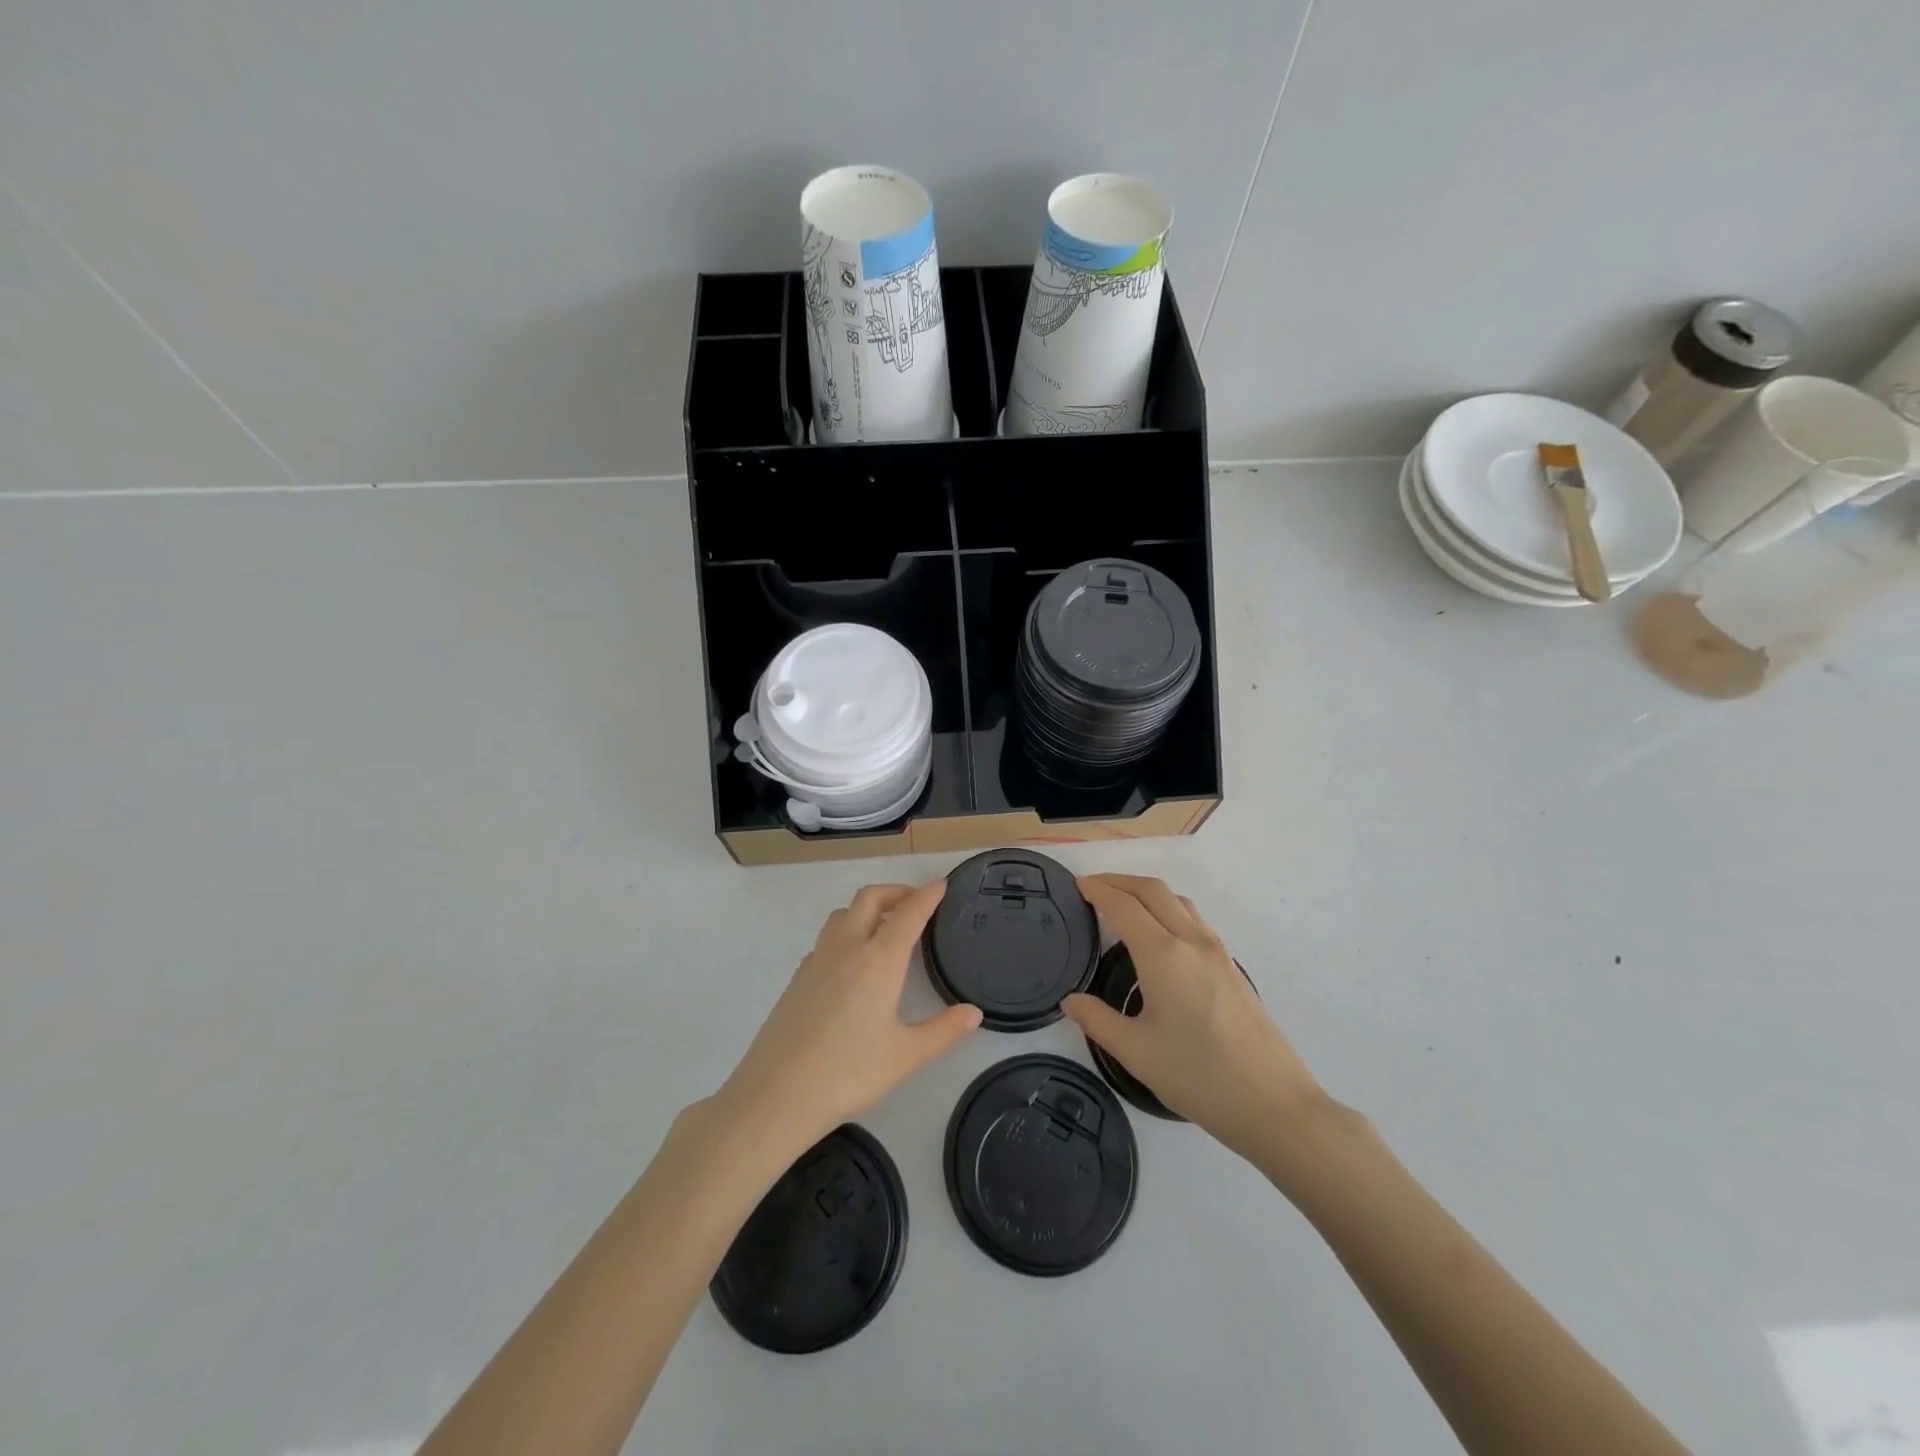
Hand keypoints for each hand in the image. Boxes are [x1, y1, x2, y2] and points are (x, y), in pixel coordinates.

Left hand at [715, 881, 981, 1149]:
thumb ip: (943, 1031)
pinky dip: (845, 934)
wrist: (776, 1094)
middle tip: (915, 903)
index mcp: (878, 960)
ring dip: (866, 909)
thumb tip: (974, 1013)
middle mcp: (847, 948)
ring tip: (884, 928)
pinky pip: (826, 939)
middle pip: (870, 898)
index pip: (908, 913)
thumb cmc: (848, 1073)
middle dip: (895, 892)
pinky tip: (851, 964)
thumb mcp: (905, 1056)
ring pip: (843, 914)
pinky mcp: (797, 978)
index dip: (927, 895)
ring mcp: (817, 960)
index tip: (941, 884)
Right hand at [1063, 874, 1326, 1161]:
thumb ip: (1097, 1020)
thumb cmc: (1198, 1076)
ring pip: (1178, 901)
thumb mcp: (1136, 1052)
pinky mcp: (1231, 967)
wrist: (1273, 1103)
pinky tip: (1160, 934)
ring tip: (1123, 904)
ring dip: (1147, 892)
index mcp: (1163, 955)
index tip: (1077, 884)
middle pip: (1153, 891)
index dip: (1098, 890)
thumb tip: (1071, 1001)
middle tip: (1093, 886)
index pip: (1124, 906)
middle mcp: (1191, 941)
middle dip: (1120, 881)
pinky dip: (1168, 909)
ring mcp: (1217, 952)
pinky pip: (1194, 919)